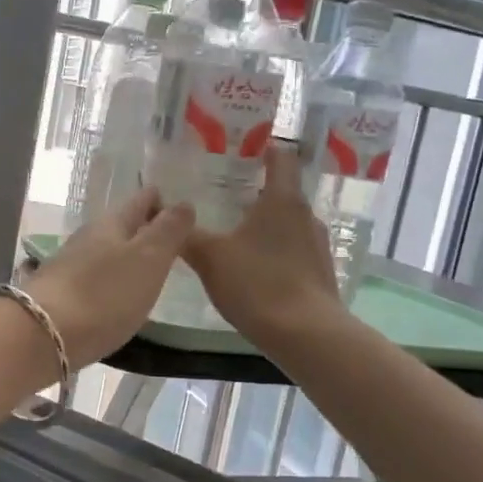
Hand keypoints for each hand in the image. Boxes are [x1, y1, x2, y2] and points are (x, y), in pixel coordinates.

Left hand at [26, 189, 194, 365]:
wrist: (43, 335)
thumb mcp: (148, 259)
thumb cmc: (104, 294)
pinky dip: (109, 279)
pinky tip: (116, 294)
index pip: (141, 201)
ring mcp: (69, 265)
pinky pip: (92, 277)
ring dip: (125, 255)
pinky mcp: (59, 294)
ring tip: (148, 268)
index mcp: (111, 223)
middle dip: (143, 228)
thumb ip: (168, 231)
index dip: (161, 200)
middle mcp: (87, 238)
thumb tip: (183, 203)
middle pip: (120, 225)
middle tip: (170, 239)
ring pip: (104, 251)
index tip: (180, 206)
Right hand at [183, 145, 345, 351]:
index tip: (241, 146)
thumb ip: (186, 235)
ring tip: (233, 234)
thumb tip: (163, 213)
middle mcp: (306, 215)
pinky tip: (253, 270)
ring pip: (287, 223)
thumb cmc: (258, 284)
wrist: (307, 335)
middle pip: (282, 192)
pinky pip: (293, 251)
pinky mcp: (320, 273)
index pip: (280, 157)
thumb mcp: (211, 258)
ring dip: (264, 225)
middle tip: (221, 196)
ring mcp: (317, 245)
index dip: (263, 147)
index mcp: (283, 200)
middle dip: (254, 191)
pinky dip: (274, 252)